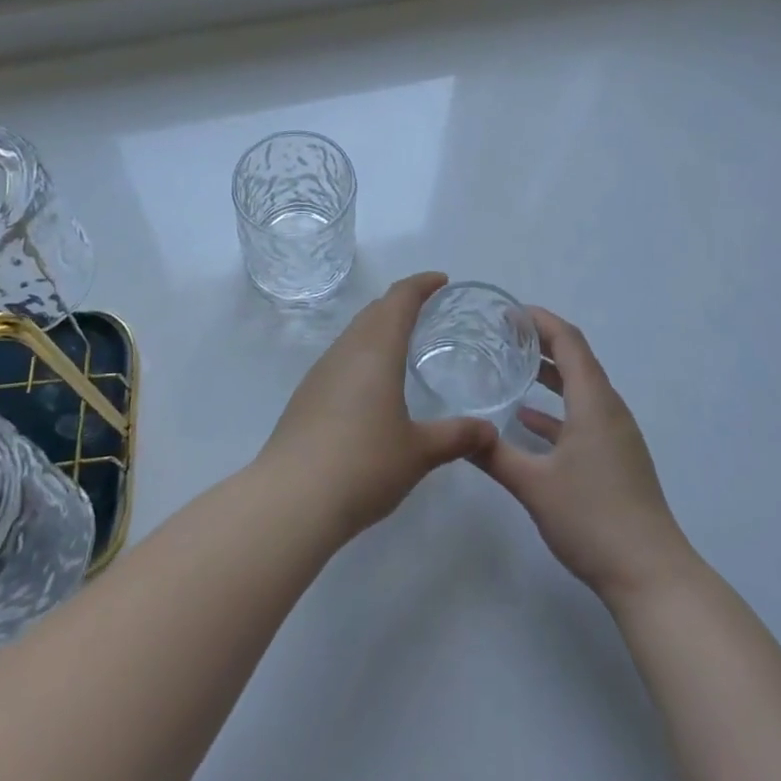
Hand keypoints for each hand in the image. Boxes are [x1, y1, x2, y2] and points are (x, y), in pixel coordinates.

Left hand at [259, 273, 496, 537]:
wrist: (290, 500)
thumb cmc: (363, 465)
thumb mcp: (419, 453)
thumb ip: (456, 437)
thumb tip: (489, 431)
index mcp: (376, 350)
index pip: (400, 299)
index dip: (421, 284)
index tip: (442, 280)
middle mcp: (346, 351)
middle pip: (374, 311)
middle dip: (401, 302)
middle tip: (428, 309)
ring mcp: (321, 373)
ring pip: (354, 334)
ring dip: (379, 328)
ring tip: (403, 344)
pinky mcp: (306, 396)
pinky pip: (341, 358)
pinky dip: (362, 354)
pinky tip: (371, 385)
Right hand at [475, 308, 695, 606]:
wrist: (649, 573)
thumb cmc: (592, 518)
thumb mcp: (533, 484)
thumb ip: (493, 454)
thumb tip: (459, 431)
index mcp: (594, 402)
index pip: (569, 342)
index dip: (541, 321)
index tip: (509, 312)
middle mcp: (609, 409)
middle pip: (577, 360)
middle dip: (542, 342)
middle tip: (503, 335)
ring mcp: (616, 435)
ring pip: (580, 389)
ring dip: (550, 375)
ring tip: (512, 368)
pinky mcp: (616, 458)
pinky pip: (584, 416)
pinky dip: (557, 410)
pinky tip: (527, 422)